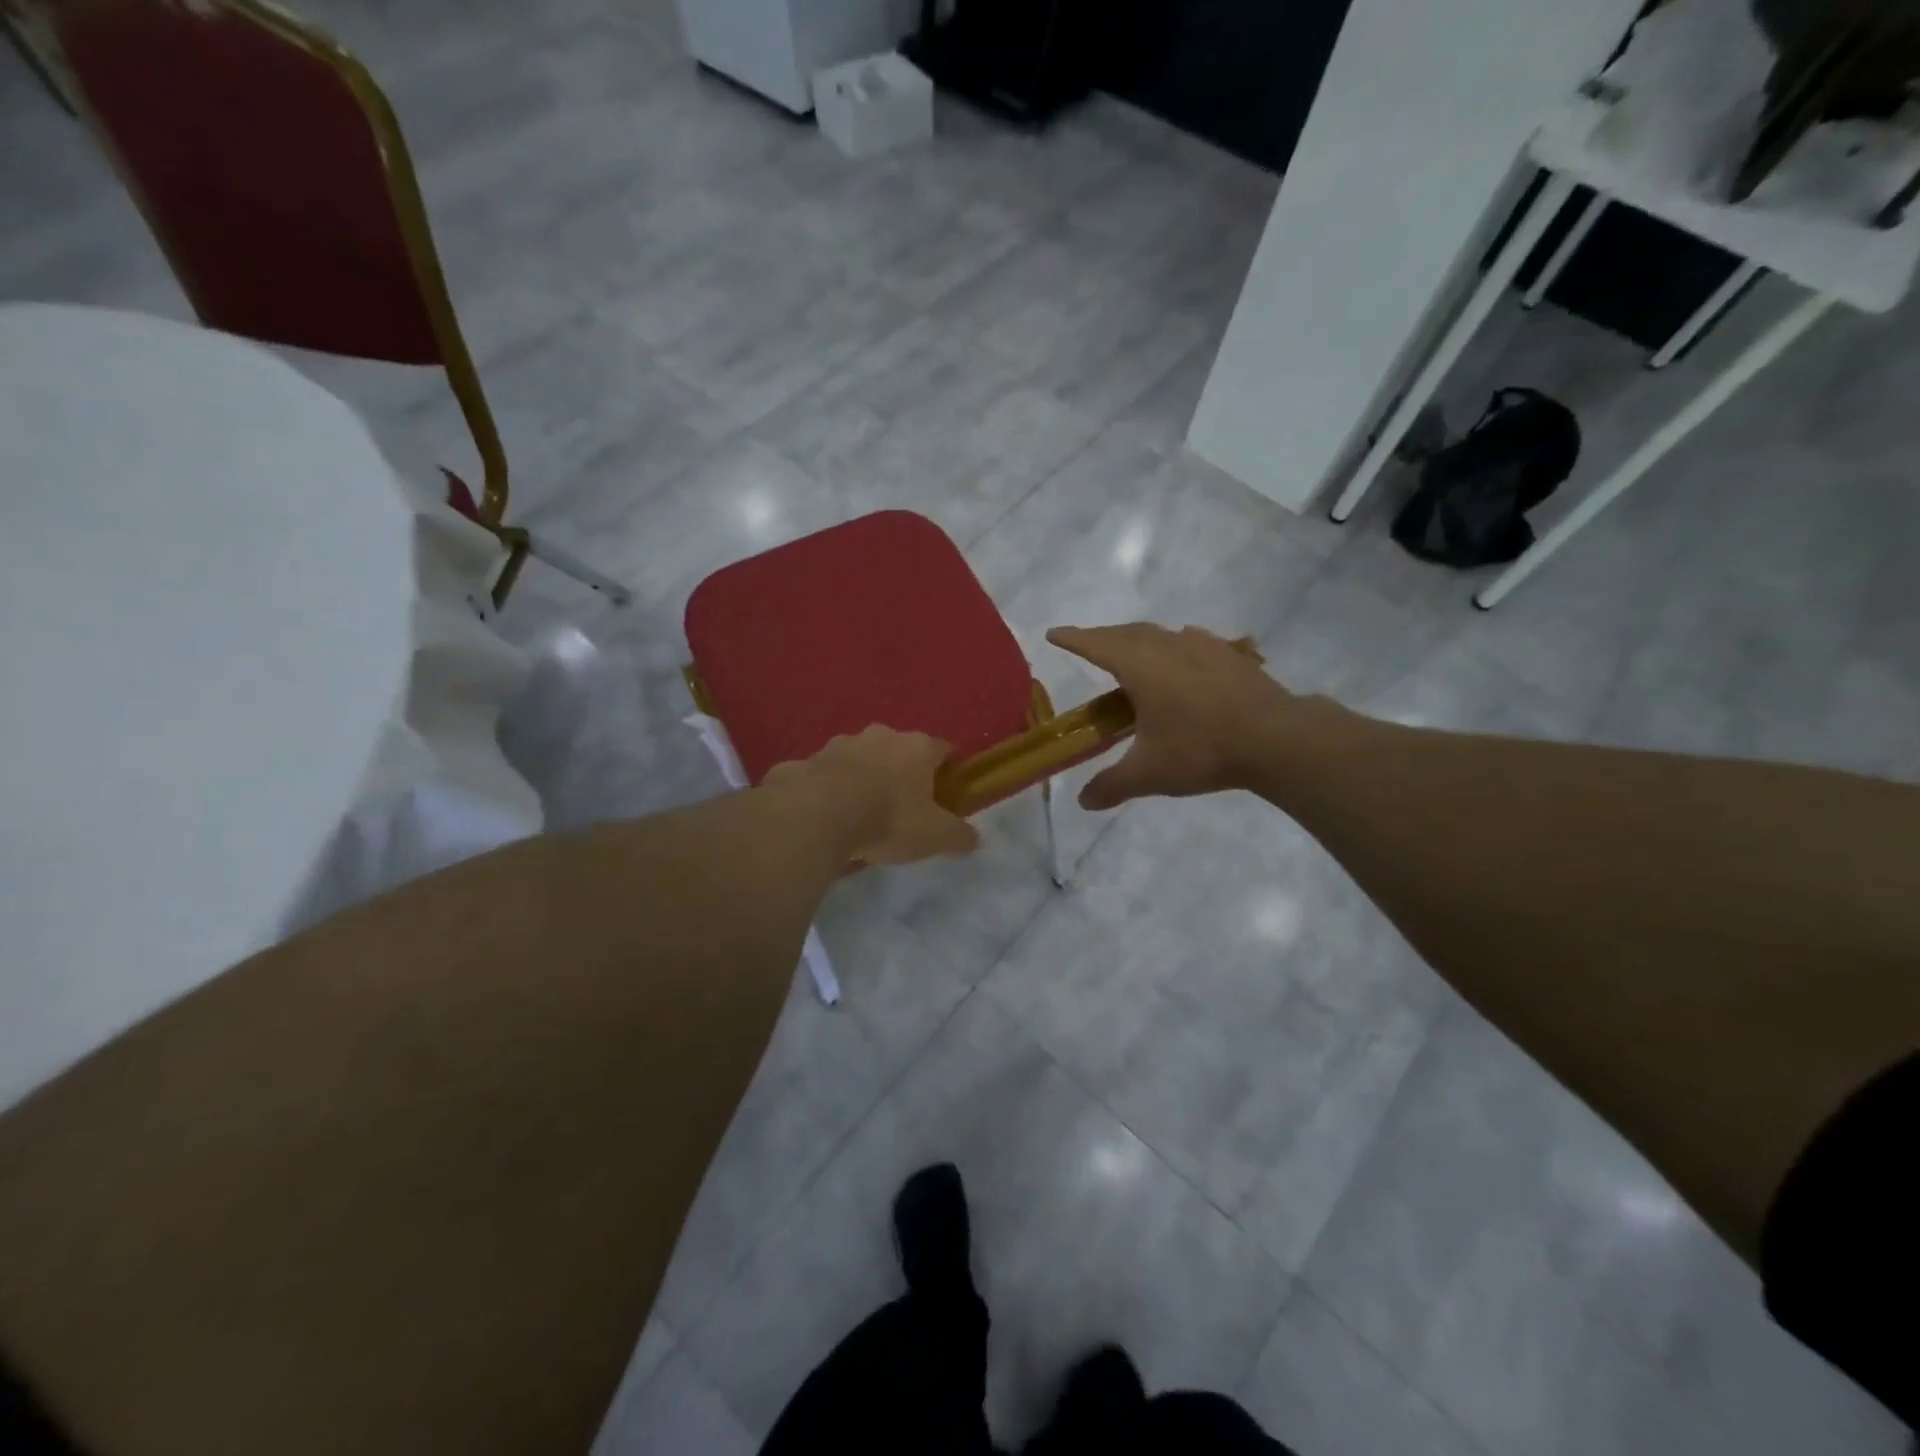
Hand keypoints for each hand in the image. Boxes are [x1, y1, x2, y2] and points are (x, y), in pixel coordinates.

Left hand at [770, 726, 980, 865]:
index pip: (942, 749)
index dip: (947, 769)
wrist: (817, 814)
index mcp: (917, 747)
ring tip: (860, 810)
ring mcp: (840, 744)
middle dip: (901, 771)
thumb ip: (959, 836)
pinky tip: (826, 814)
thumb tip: (975, 839)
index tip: (947, 789)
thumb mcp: (934, 836)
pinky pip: (824, 774)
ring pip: (859, 758)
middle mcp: (880, 736)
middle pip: (899, 750)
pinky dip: (828, 789)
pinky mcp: (807, 760)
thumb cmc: (888, 818)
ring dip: (862, 776)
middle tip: (902, 803)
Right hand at [1047, 623, 1294, 809]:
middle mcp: (1167, 646)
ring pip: (1159, 634)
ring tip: (1130, 653)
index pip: (1096, 645)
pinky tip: (1181, 657)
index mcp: (1140, 666)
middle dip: (1102, 637)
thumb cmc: (1203, 749)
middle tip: (1087, 646)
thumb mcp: (1149, 774)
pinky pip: (1191, 641)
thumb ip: (1112, 785)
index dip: (1072, 639)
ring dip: (1137, 639)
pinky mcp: (1229, 655)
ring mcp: (1202, 646)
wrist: (1277, 739)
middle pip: (1126, 633)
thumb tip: (1083, 802)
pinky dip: (1173, 645)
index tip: (1053, 634)